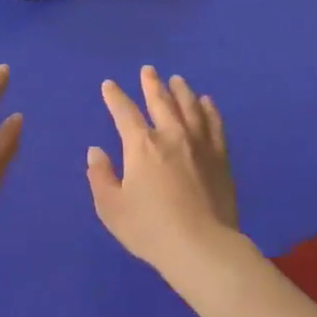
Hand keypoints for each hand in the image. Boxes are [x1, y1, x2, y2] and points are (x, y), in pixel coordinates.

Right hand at [87, 66, 239, 275]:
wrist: (201, 246)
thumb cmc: (149, 228)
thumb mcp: (111, 207)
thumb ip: (100, 176)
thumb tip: (96, 151)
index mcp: (141, 145)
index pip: (124, 113)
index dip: (115, 97)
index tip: (109, 85)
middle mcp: (171, 136)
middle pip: (161, 101)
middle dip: (152, 84)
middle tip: (148, 70)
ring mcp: (200, 145)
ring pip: (190, 107)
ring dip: (182, 91)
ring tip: (177, 80)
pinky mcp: (221, 158)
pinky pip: (215, 124)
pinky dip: (209, 110)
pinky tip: (207, 102)